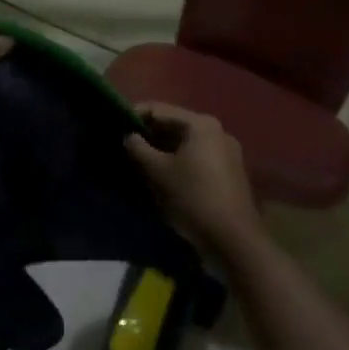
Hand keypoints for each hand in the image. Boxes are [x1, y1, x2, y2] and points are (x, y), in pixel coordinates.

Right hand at [125, 104, 265, 254]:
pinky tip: (163, 174)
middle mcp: (217, 131)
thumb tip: (128, 136)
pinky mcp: (229, 171)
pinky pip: (197, 157)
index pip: (160, 109)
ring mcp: (226, 151)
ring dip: (162, 149)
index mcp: (201, 124)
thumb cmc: (193, 198)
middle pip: (175, 124)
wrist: (233, 239)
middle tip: (124, 145)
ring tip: (139, 161)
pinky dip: (178, 160)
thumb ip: (139, 149)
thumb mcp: (159, 172)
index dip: (135, 115)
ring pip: (186, 143)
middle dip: (149, 134)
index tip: (115, 125)